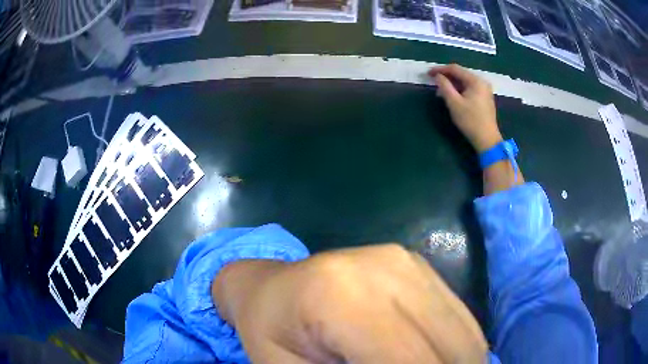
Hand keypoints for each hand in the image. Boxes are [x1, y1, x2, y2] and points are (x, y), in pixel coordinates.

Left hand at [212, 244, 487, 362]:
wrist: (270, 287)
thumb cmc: (269, 334)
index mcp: (341, 297)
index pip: (409, 362)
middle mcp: (387, 269)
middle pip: (448, 349)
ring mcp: (409, 263)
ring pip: (462, 335)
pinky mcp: (420, 267)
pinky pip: (458, 320)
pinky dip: (454, 352)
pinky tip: (433, 362)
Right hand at [429, 64, 501, 151]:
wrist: (487, 140)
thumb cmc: (470, 121)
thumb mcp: (454, 103)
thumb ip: (444, 86)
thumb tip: (437, 76)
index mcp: (476, 80)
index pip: (455, 69)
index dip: (440, 69)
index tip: (428, 73)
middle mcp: (482, 82)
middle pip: (461, 74)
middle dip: (446, 77)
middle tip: (434, 82)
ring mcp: (485, 90)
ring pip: (465, 81)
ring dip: (452, 84)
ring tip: (441, 91)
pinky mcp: (485, 98)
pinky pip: (469, 88)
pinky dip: (460, 89)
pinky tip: (453, 95)